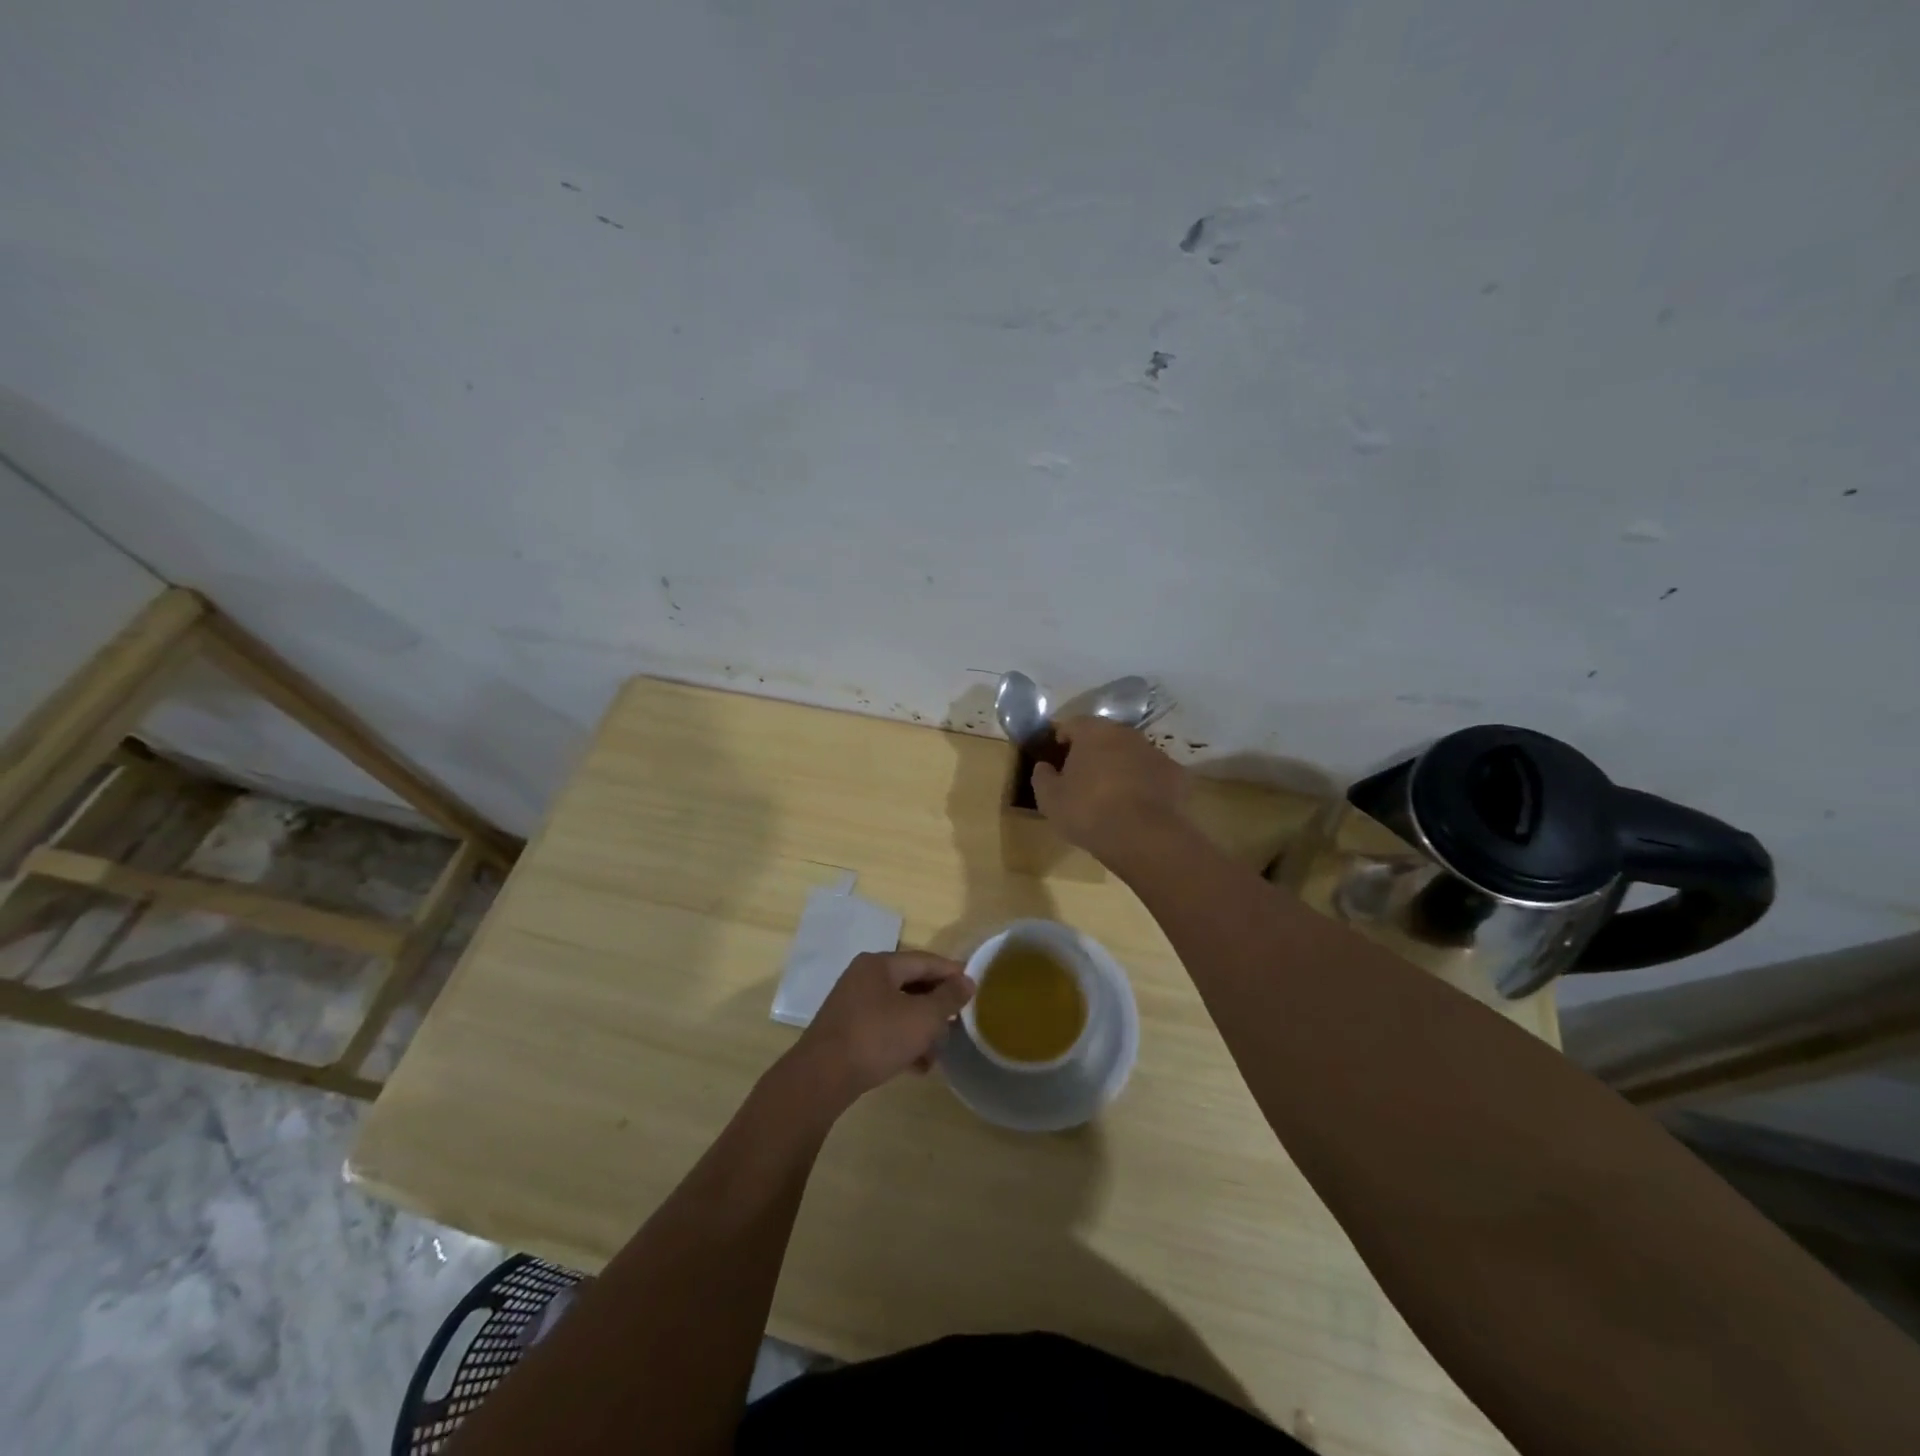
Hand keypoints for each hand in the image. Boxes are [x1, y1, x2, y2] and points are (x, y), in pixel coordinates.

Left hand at [787, 951, 973, 1108]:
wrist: (821, 1078)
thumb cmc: (876, 1038)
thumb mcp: (922, 1017)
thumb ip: (948, 998)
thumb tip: (967, 981)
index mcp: (879, 964)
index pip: (925, 960)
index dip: (952, 972)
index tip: (975, 988)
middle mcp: (863, 977)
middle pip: (911, 984)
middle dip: (937, 1005)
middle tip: (959, 1021)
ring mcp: (852, 1005)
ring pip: (898, 1009)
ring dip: (921, 1028)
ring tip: (940, 1051)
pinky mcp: (846, 1031)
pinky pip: (883, 1028)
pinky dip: (902, 1042)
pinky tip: (918, 1066)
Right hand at [1030, 716, 1189, 861]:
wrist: (1144, 837)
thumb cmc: (1088, 812)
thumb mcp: (1049, 799)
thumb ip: (1042, 776)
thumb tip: (1044, 766)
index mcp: (1093, 732)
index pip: (1071, 725)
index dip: (1060, 740)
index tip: (1055, 760)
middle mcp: (1126, 733)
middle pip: (1103, 736)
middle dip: (1092, 752)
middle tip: (1081, 778)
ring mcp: (1154, 752)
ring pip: (1130, 754)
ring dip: (1119, 766)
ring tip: (1110, 795)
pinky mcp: (1175, 774)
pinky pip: (1152, 774)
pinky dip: (1144, 784)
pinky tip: (1137, 806)